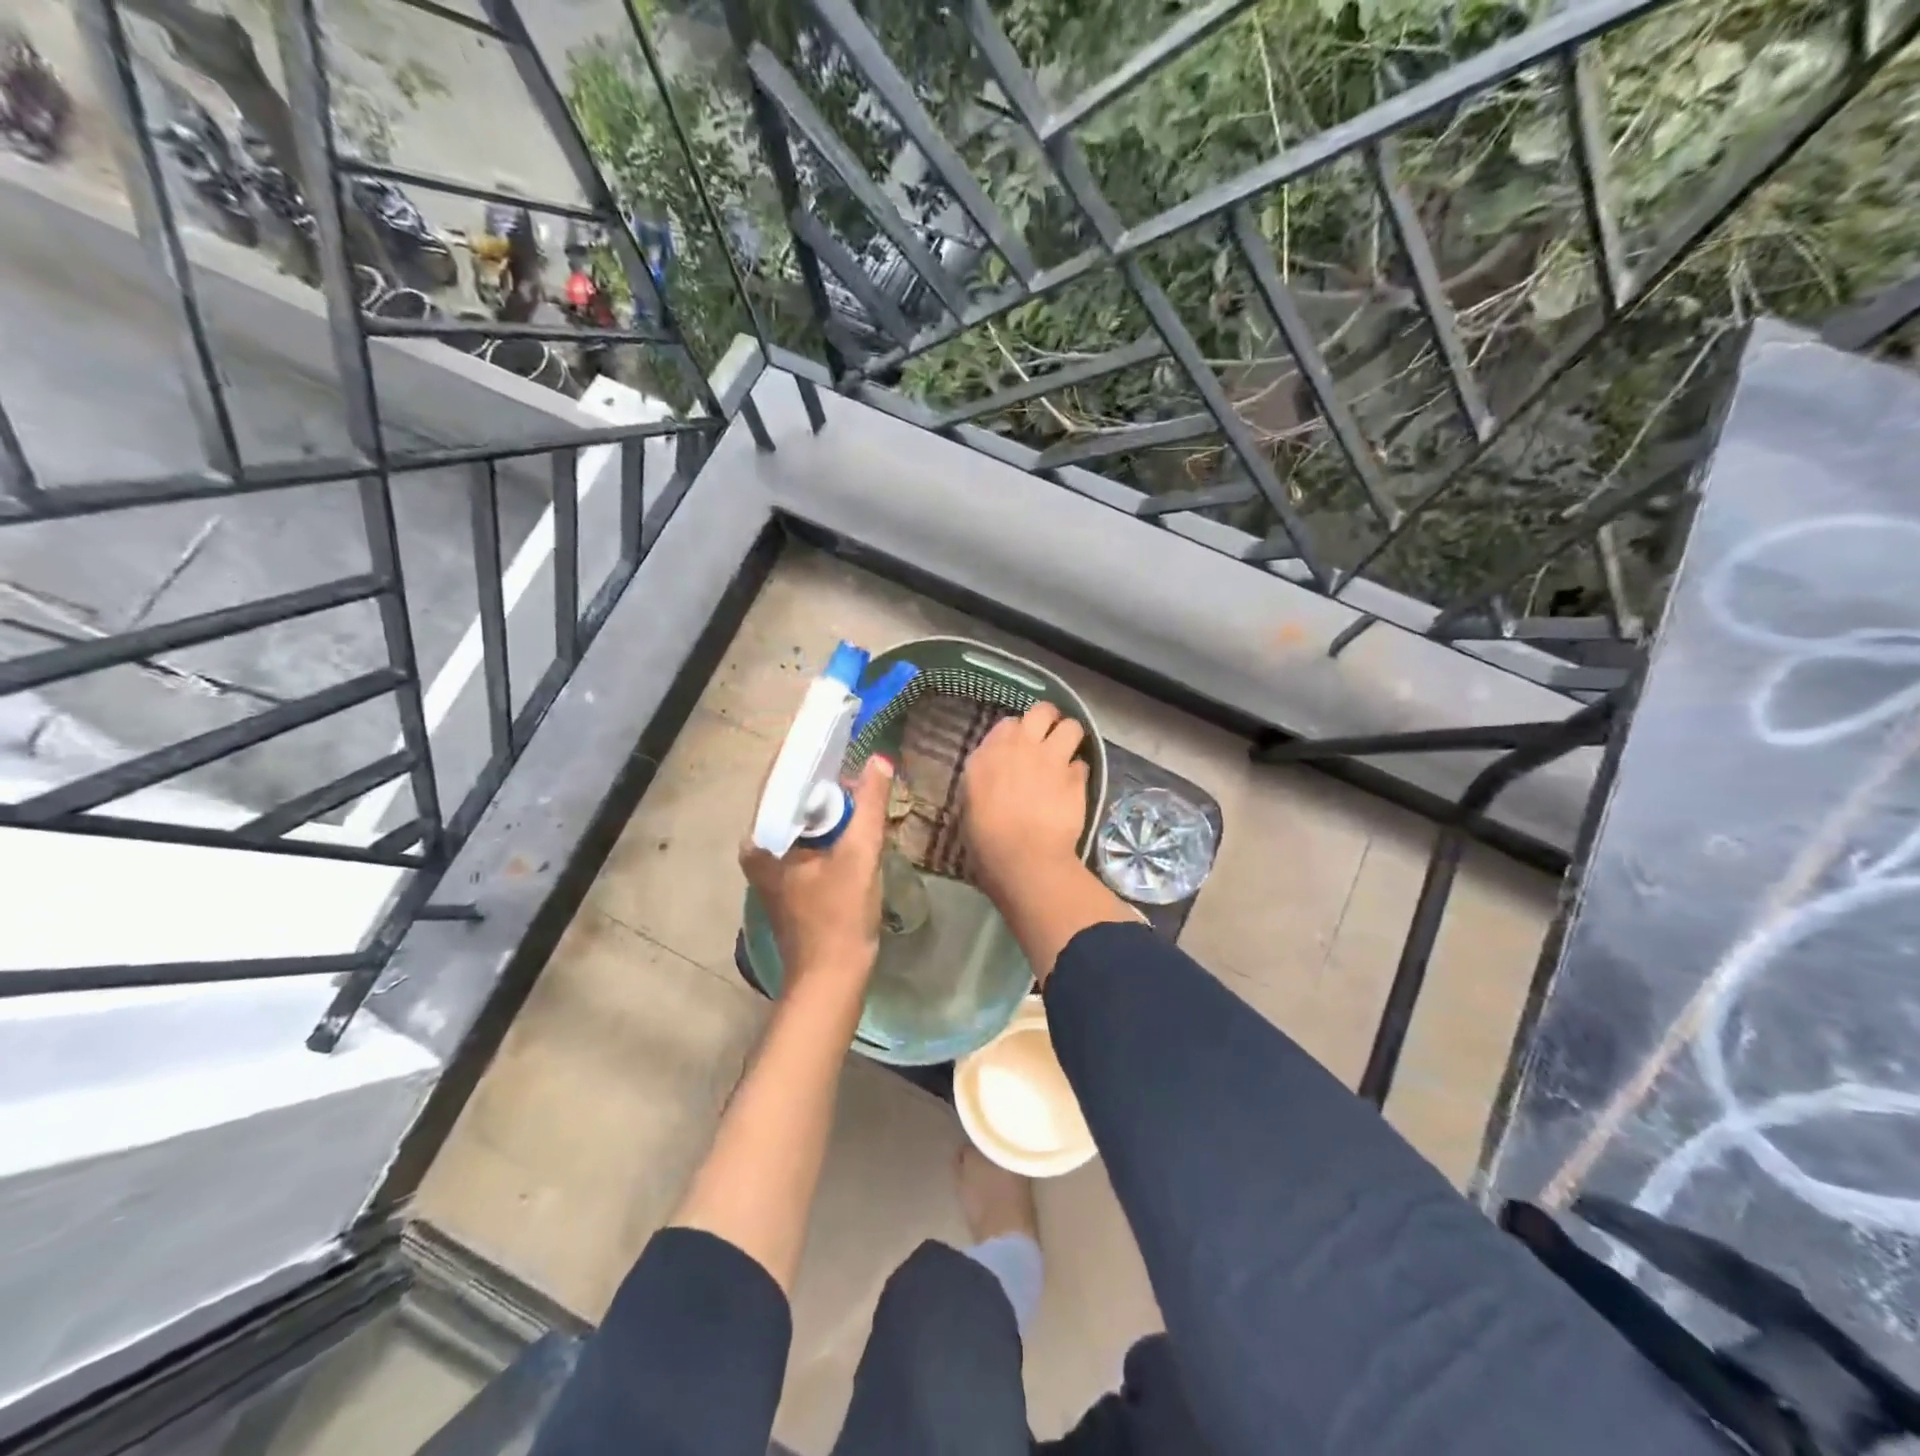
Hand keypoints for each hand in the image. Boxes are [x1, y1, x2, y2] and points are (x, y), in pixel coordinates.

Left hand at [740, 755, 893, 1002]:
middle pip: (791, 799)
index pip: (779, 780)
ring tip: (860, 784)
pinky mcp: (789, 878)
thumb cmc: (840, 917)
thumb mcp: (859, 854)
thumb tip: (879, 760)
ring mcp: (772, 865)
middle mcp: (759, 848)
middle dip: (823, 781)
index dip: (807, 756)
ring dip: (829, 804)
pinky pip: (808, 837)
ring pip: (802, 819)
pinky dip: (829, 826)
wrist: (832, 980)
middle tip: (856, 761)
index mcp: (762, 840)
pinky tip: (854, 818)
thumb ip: (869, 804)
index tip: (834, 734)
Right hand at [963, 703, 1088, 897]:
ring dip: (1070, 737)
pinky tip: (1073, 786)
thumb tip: (996, 771)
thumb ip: (985, 775)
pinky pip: (1083, 763)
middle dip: (1048, 719)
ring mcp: (1052, 759)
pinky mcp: (1076, 778)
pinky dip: (1078, 772)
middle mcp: (1022, 747)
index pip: (1009, 723)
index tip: (1019, 746)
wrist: (1022, 857)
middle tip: (1049, 736)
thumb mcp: (969, 801)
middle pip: (1043, 711)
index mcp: (989, 752)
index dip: (1017, 733)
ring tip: (1067, 752)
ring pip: (1072, 727)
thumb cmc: (985, 837)